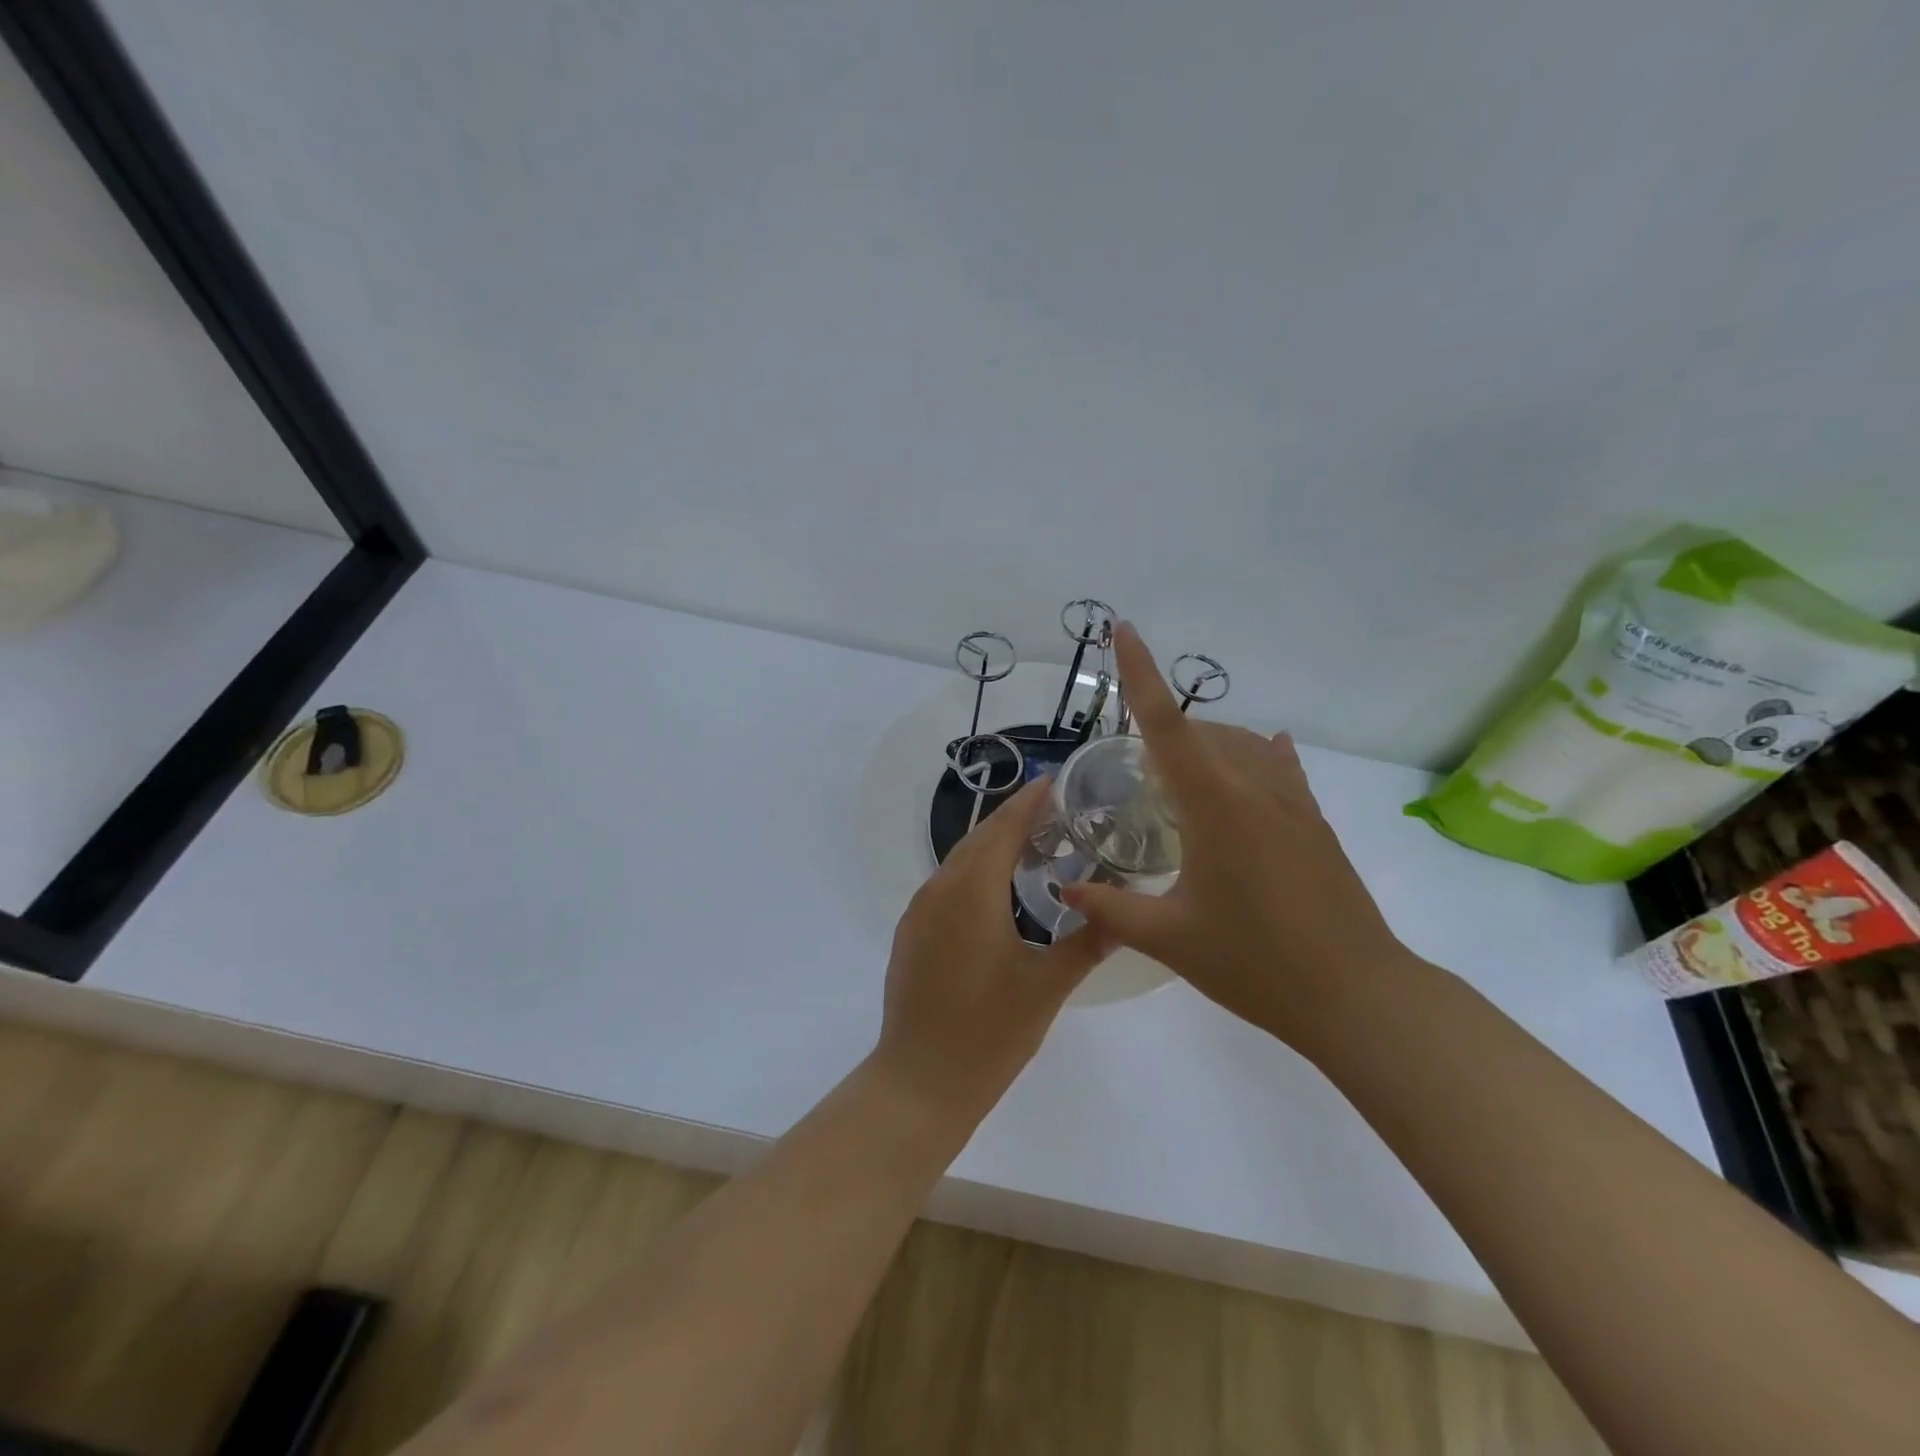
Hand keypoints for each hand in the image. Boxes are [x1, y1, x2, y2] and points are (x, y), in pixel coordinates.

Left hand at [873, 777, 1106, 1121]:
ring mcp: (918, 911)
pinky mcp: (910, 933)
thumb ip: (1086, 943)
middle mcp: (939, 889)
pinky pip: (944, 885)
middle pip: (978, 838)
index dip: (1029, 802)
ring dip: (991, 845)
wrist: (920, 1080)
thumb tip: (1122, 915)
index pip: (1004, 828)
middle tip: (1053, 811)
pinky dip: (972, 872)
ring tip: (1031, 844)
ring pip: (958, 860)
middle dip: (1012, 818)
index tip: (1054, 781)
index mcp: (972, 891)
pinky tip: (995, 891)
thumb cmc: (989, 1032)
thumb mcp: (1047, 987)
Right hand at [1061, 624, 1416, 1058]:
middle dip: (1161, 730)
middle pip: (1199, 731)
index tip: (1123, 629)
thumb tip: (1065, 889)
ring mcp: (1291, 803)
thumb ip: (1110, 909)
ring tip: (1176, 778)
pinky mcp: (1314, 823)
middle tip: (1131, 770)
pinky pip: (1278, 768)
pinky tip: (1258, 752)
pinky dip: (1256, 754)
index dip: (1139, 674)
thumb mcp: (1169, 939)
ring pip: (1240, 745)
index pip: (1165, 725)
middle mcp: (1253, 788)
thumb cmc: (1254, 964)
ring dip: (1203, 744)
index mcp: (1213, 805)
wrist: (1356, 995)